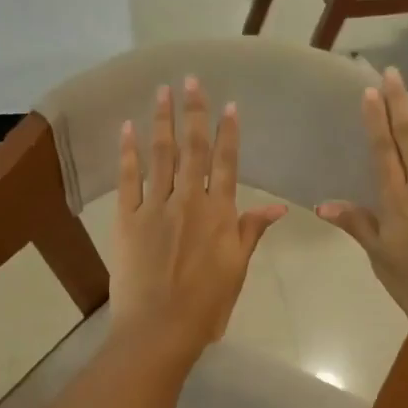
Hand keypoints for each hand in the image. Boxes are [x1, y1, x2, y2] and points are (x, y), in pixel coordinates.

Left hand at [109, 78, 286, 358]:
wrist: (159, 329)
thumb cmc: (205, 306)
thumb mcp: (237, 270)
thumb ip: (251, 232)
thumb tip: (280, 208)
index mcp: (219, 214)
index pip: (226, 163)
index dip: (227, 133)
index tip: (228, 104)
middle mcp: (189, 201)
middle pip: (193, 149)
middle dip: (193, 112)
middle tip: (191, 79)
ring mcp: (155, 207)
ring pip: (161, 155)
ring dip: (162, 120)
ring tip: (162, 91)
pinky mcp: (127, 218)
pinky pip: (128, 178)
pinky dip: (128, 152)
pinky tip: (128, 128)